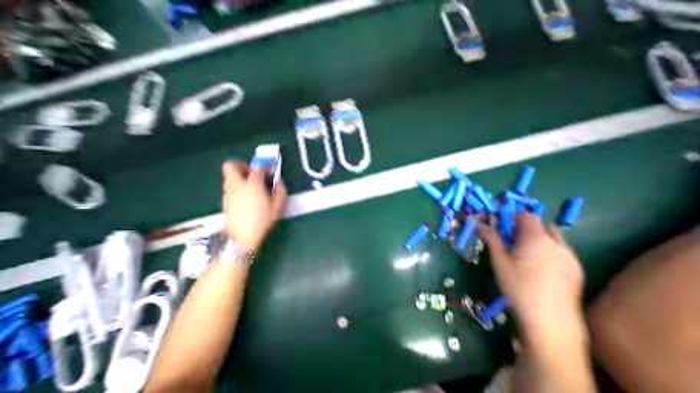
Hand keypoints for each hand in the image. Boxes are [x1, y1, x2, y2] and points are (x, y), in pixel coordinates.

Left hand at [219, 162, 282, 251]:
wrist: (241, 238)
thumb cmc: (262, 221)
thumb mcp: (277, 207)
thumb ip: (280, 191)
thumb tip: (278, 182)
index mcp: (253, 185)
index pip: (257, 167)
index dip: (265, 165)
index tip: (270, 170)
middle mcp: (237, 185)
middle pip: (231, 166)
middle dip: (243, 165)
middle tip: (254, 174)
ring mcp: (228, 193)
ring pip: (229, 176)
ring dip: (240, 177)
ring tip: (252, 187)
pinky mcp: (225, 201)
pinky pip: (230, 187)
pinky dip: (238, 187)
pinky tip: (247, 198)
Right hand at [482, 215, 585, 349]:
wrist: (551, 323)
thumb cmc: (518, 287)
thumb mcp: (499, 260)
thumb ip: (490, 238)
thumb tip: (476, 222)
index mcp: (537, 239)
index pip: (526, 215)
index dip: (511, 217)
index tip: (499, 228)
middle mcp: (557, 243)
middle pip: (539, 224)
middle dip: (522, 227)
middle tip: (508, 241)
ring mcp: (571, 257)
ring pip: (551, 237)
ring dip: (535, 237)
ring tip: (522, 253)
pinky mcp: (577, 270)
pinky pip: (560, 250)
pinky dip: (547, 249)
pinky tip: (538, 267)